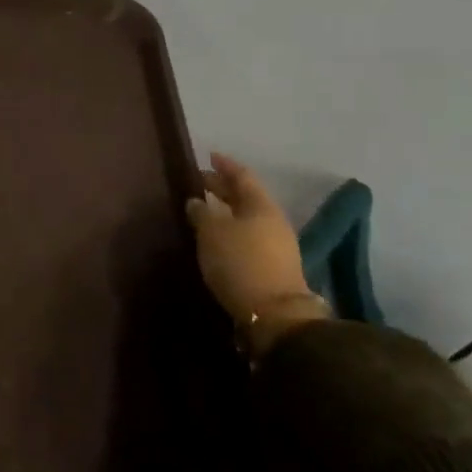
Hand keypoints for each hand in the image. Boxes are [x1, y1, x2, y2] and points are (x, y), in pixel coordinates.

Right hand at [186, 154, 326, 350]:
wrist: (274, 315)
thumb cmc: (240, 262)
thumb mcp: (212, 233)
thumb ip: (202, 212)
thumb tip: (196, 201)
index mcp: (261, 205)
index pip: (242, 176)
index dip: (225, 165)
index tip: (209, 156)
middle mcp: (272, 221)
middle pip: (246, 198)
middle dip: (223, 189)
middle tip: (199, 183)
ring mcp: (276, 246)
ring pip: (247, 219)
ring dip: (226, 212)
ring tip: (204, 211)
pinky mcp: (271, 268)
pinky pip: (248, 238)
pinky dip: (231, 231)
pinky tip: (215, 238)